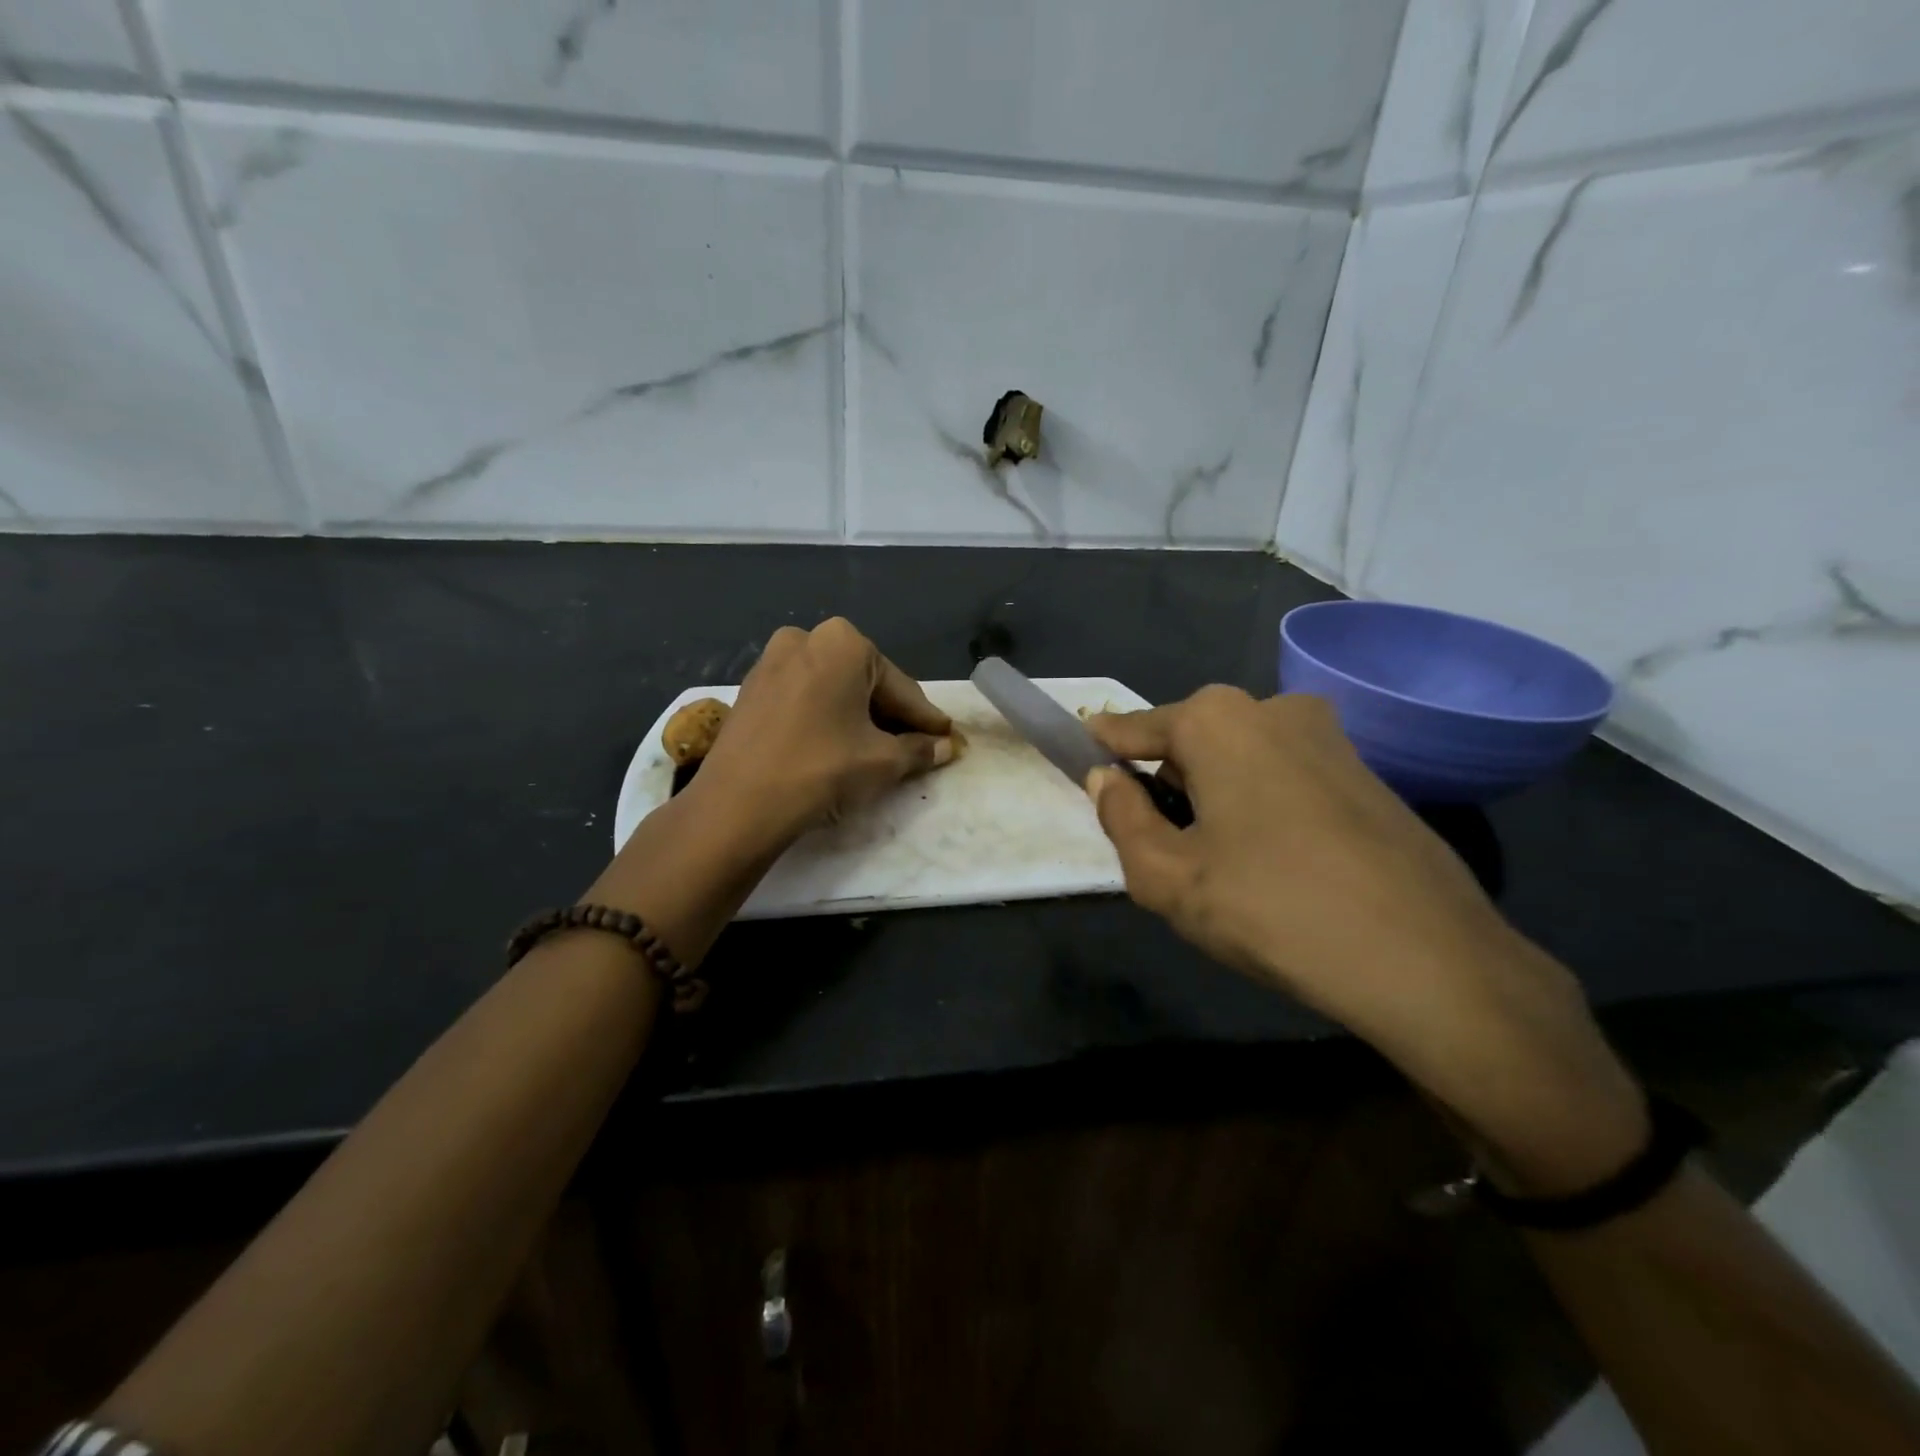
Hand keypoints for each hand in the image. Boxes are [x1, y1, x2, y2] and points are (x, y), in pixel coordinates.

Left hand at [693, 617, 957, 843]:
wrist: (738, 804)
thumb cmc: (822, 769)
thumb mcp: (883, 761)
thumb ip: (920, 750)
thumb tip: (946, 747)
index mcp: (844, 643)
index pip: (901, 688)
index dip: (927, 720)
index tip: (949, 738)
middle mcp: (805, 639)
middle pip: (865, 683)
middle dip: (891, 716)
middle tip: (916, 747)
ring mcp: (771, 662)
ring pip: (833, 690)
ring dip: (858, 718)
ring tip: (878, 751)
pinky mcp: (750, 689)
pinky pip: (804, 699)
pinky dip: (826, 719)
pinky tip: (837, 746)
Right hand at [1088, 687, 1646, 1193]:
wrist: (1429, 960)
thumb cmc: (1273, 909)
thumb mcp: (1168, 877)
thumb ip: (1121, 819)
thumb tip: (1105, 779)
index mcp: (1217, 720)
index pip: (1132, 728)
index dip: (1101, 749)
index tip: (1077, 759)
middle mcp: (1272, 707)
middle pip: (1189, 742)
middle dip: (1166, 784)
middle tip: (1161, 848)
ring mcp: (1328, 735)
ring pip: (1239, 760)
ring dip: (1214, 798)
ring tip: (1221, 867)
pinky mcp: (1366, 770)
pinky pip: (1284, 776)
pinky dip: (1261, 806)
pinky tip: (1275, 865)